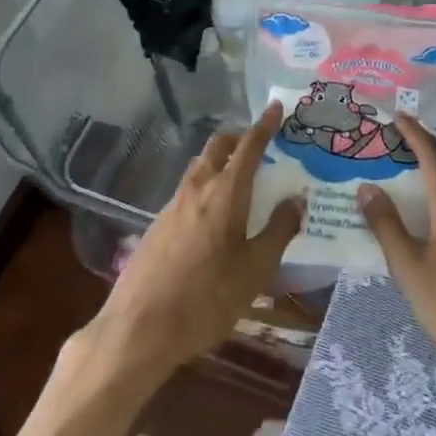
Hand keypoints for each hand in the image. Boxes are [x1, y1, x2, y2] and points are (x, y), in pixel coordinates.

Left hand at [82, 102, 303, 386]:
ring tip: (239, 180)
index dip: (265, 125)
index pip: (249, 146)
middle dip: (239, 138)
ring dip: (220, 162)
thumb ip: (279, 230)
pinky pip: (187, 192)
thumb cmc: (206, 299)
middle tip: (259, 145)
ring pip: (200, 168)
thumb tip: (297, 199)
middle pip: (217, 147)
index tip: (276, 106)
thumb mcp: (255, 269)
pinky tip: (213, 217)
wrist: (138, 330)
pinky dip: (206, 187)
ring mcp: (172, 206)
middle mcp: (197, 188)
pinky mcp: (157, 226)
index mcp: (225, 192)